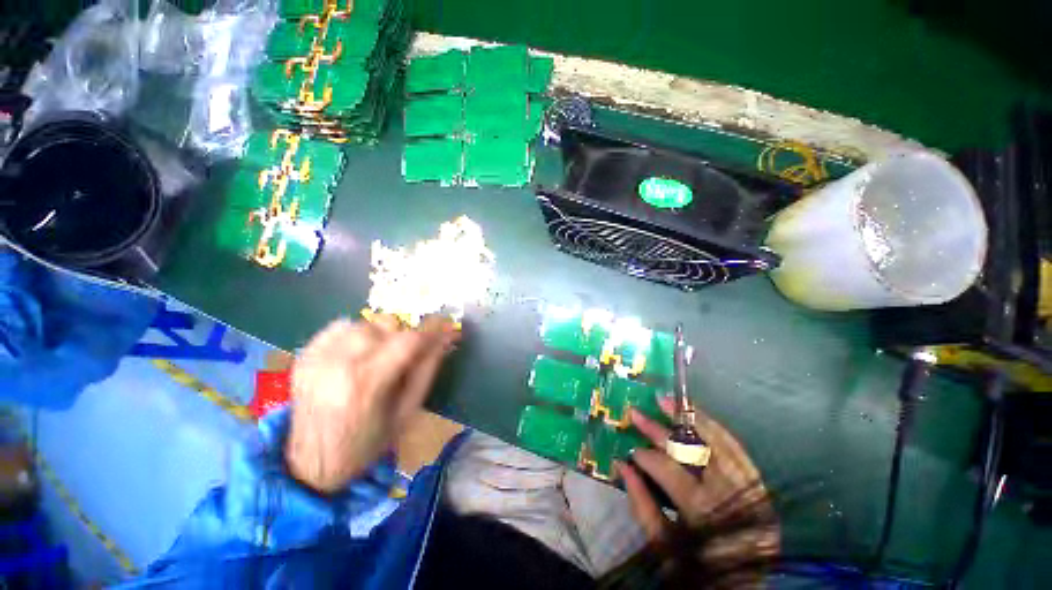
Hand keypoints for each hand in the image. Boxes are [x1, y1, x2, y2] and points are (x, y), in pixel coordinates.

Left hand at [285, 315, 459, 492]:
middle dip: (406, 333)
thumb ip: (428, 369)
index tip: (447, 324)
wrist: (311, 465)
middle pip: (386, 325)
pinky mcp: (304, 356)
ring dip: (382, 333)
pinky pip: (340, 326)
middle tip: (411, 349)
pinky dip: (358, 332)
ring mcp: (316, 358)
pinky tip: (360, 351)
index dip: (432, 328)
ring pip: (364, 323)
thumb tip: (447, 337)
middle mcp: (338, 365)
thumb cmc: (369, 442)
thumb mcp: (408, 411)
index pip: (408, 341)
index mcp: (367, 384)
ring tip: (383, 353)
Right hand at [617, 397, 777, 561]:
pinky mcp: (761, 488)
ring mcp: (752, 491)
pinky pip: (738, 450)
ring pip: (721, 443)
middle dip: (661, 431)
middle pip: (694, 453)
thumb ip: (642, 505)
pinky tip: (697, 416)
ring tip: (668, 402)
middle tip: (637, 413)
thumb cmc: (699, 570)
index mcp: (708, 517)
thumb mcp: (665, 548)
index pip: (671, 474)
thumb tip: (621, 465)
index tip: (630, 451)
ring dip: (692, 419)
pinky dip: (716, 430)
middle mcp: (734, 499)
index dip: (648, 459)